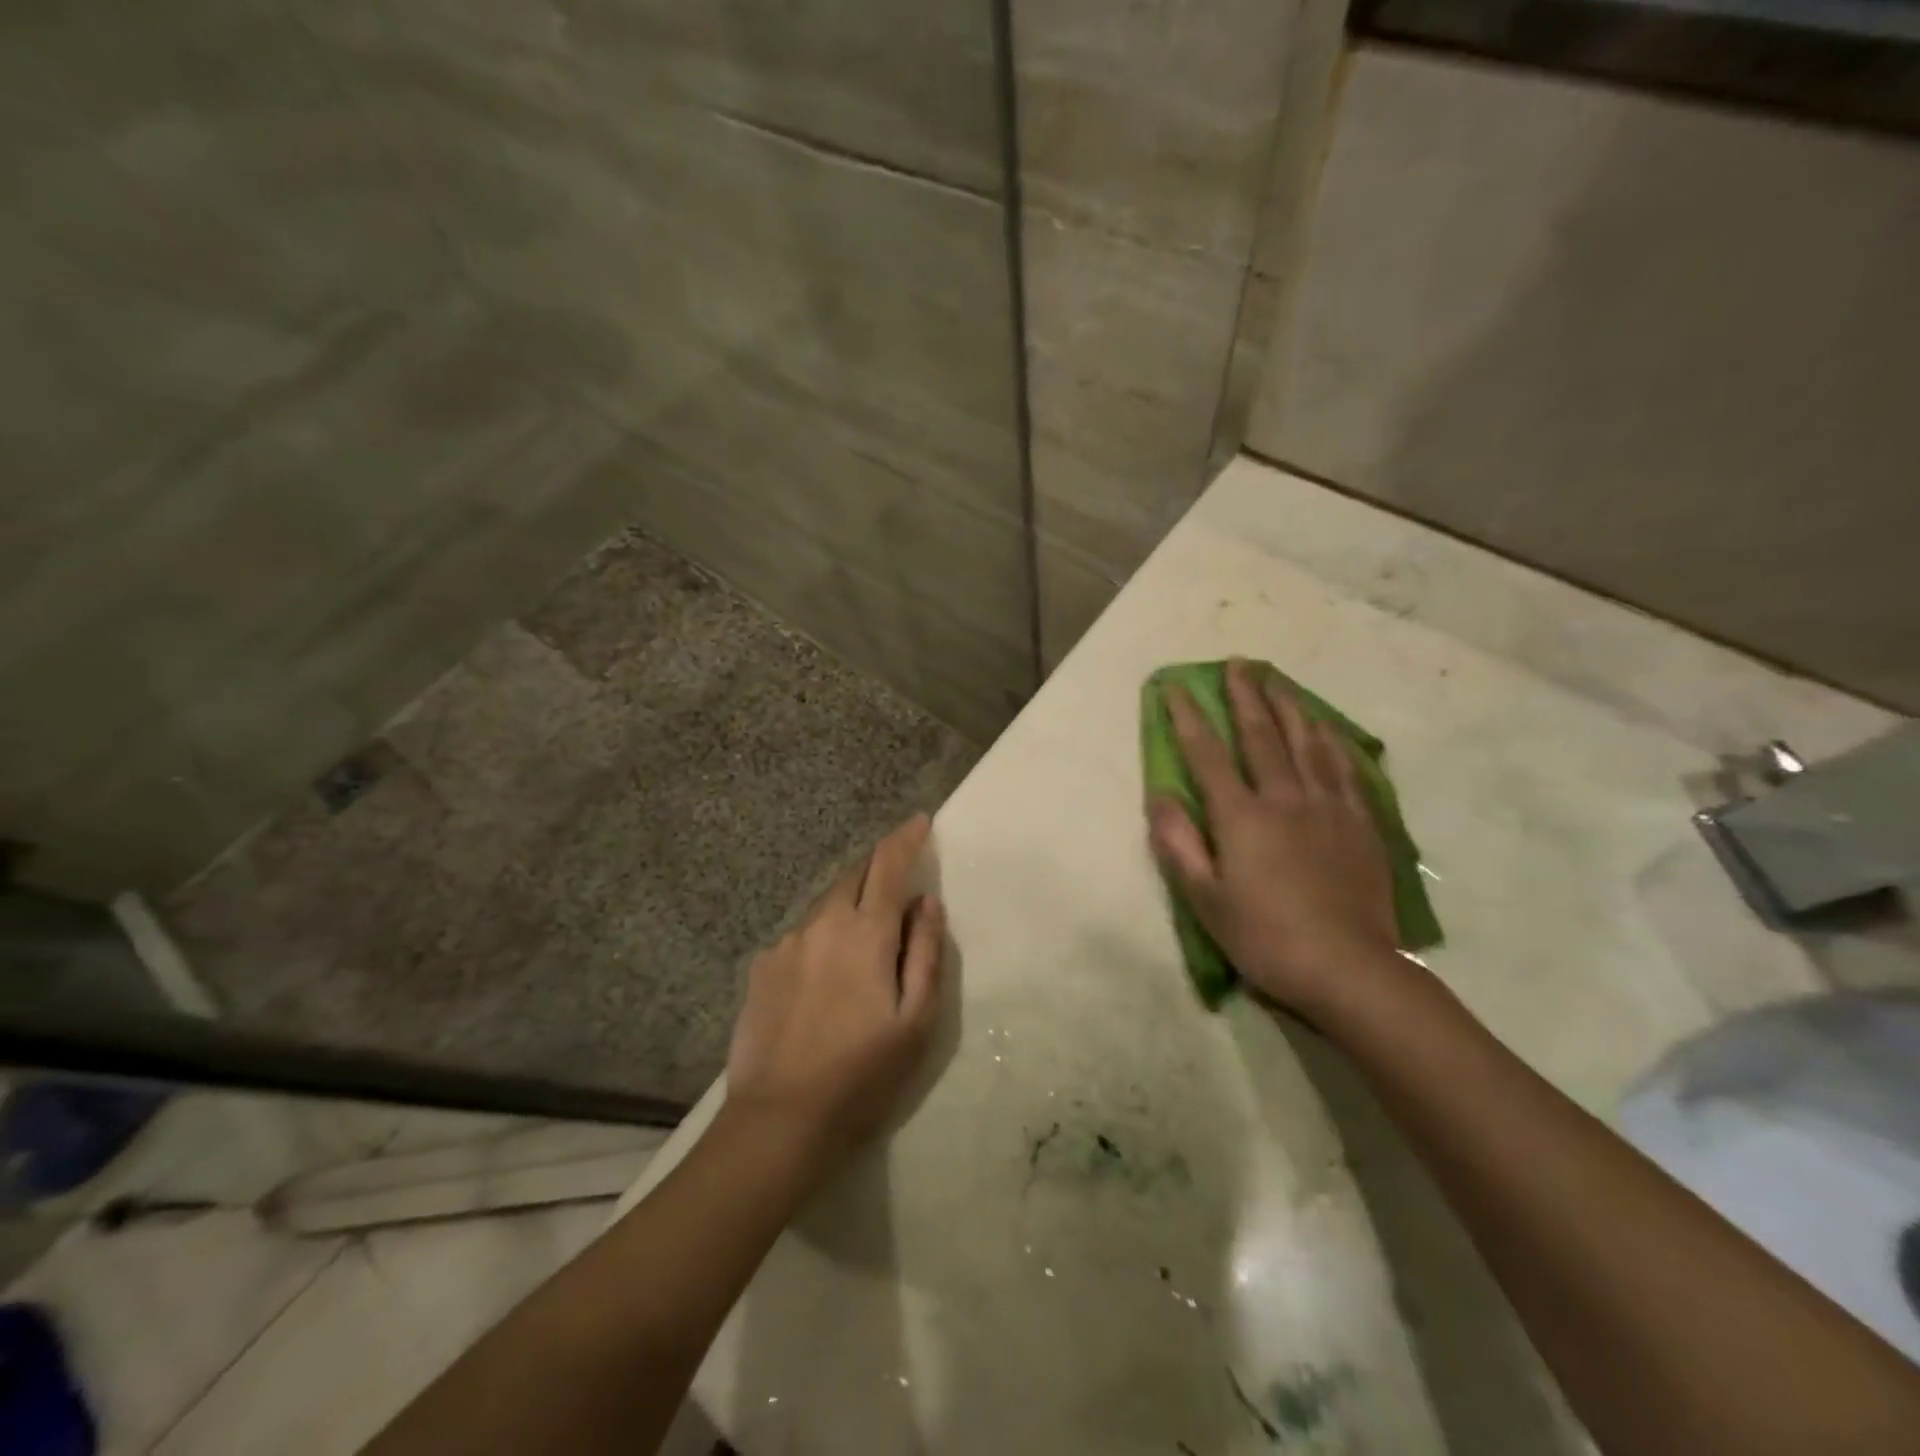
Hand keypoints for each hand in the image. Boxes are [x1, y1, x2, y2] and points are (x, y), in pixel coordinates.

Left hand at [725, 814, 945, 1170]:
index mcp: (864, 933)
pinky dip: (821, 939)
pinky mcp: (761, 968)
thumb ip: (924, 953)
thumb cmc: (862, 1075)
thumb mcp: (916, 1021)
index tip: (920, 821)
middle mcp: (821, 924)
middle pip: (854, 876)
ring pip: (826, 906)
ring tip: (861, 948)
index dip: (906, 838)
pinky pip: (801, 937)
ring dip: (849, 908)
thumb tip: (926, 902)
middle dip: (878, 870)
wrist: (778, 1122)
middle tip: (898, 889)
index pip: (888, 864)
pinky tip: (824, 981)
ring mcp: (785, 944)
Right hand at [1148, 659, 1403, 1017]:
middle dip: (1245, 696)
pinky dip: (1333, 743)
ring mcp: (1329, 808)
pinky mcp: (1361, 824)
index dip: (1188, 718)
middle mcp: (1285, 798)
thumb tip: (1159, 797)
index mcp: (1242, 817)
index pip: (1207, 754)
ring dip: (1290, 707)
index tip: (1176, 688)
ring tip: (1279, 682)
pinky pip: (1346, 770)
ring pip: (1308, 743)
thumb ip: (1179, 844)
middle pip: (1262, 735)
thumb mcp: (1205, 900)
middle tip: (1238, 663)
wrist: (1349, 969)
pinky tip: (1329, 730)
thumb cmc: (1265, 937)